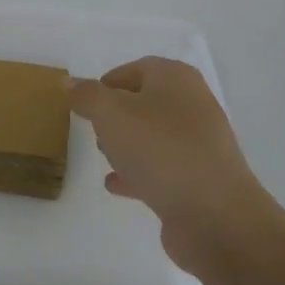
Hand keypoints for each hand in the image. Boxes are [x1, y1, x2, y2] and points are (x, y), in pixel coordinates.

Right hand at [69, 57, 273, 274]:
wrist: (214, 216)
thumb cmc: (160, 150)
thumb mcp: (110, 114)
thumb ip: (86, 95)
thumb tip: (70, 83)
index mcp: (176, 80)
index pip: (137, 68)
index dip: (108, 82)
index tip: (84, 102)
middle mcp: (193, 106)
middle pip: (147, 101)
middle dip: (117, 113)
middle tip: (94, 129)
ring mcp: (200, 145)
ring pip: (154, 136)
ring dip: (127, 143)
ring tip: (102, 156)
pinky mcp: (200, 179)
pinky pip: (162, 168)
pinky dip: (138, 172)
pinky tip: (115, 184)